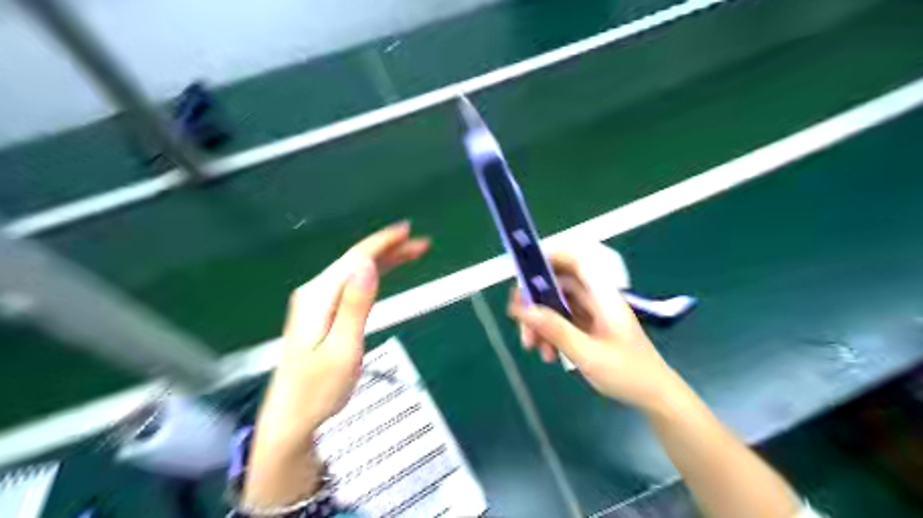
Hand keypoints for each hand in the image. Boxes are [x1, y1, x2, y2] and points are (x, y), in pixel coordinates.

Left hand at [245, 221, 433, 504]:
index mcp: (319, 297)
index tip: (408, 231)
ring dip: (385, 261)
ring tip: (411, 254)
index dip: (383, 243)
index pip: (355, 259)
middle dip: (390, 249)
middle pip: (356, 261)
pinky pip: (351, 286)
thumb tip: (367, 266)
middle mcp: (316, 293)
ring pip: (355, 272)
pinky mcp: (322, 314)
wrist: (292, 418)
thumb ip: (354, 306)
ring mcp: (317, 303)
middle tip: (421, 245)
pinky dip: (373, 276)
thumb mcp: (342, 350)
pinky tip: (385, 274)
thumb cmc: (318, 391)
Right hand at [508, 242, 678, 410]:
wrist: (655, 397)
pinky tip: (548, 354)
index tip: (525, 270)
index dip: (551, 257)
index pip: (577, 262)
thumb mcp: (588, 354)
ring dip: (540, 322)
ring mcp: (592, 315)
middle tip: (519, 321)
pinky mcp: (589, 329)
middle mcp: (596, 300)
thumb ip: (555, 330)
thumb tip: (523, 309)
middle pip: (559, 286)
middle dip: (535, 302)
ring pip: (557, 306)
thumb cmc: (628, 373)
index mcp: (602, 297)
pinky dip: (550, 334)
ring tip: (532, 347)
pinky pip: (562, 322)